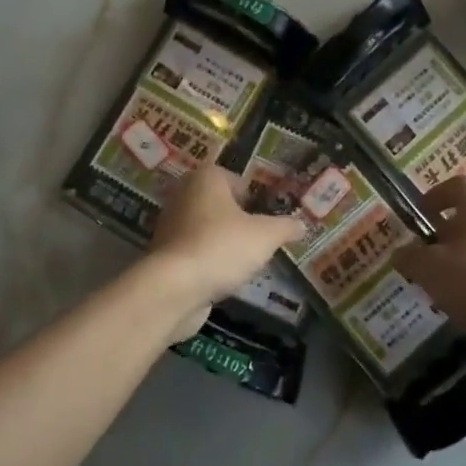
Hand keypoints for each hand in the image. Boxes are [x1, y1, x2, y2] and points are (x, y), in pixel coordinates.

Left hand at [147, 165, 306, 338]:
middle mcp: (183, 195)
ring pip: (205, 229)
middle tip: (261, 237)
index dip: (253, 195)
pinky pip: (194, 252)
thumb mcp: (266, 235)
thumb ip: (285, 227)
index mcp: (206, 179)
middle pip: (219, 204)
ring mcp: (169, 226)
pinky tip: (224, 277)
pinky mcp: (163, 255)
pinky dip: (208, 262)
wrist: (174, 287)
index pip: (234, 179)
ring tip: (246, 261)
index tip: (268, 215)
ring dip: (223, 242)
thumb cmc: (222, 246)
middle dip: (238, 220)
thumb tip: (301, 225)